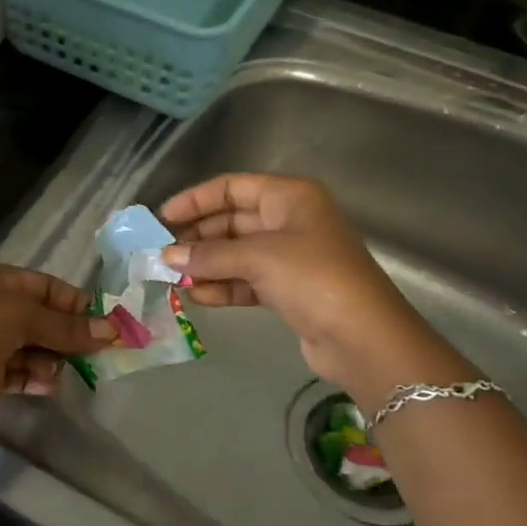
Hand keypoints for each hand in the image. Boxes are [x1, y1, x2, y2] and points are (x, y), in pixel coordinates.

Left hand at [0, 261, 114, 425]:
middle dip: (68, 335)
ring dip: (51, 359)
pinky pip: (19, 374)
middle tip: (100, 353)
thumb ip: (66, 326)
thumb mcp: (23, 315)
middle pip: (41, 319)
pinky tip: (47, 385)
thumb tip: (111, 330)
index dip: (74, 303)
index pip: (45, 286)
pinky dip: (34, 378)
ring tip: (62, 370)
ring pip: (32, 348)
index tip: (105, 322)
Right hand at [160, 173, 446, 397]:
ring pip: (236, 252)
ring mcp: (290, 257)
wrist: (364, 338)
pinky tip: (196, 296)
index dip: (195, 199)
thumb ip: (208, 255)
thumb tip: (165, 257)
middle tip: (162, 252)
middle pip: (232, 220)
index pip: (232, 187)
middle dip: (197, 236)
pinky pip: (246, 280)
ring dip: (206, 264)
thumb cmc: (313, 278)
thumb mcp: (257, 257)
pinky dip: (222, 286)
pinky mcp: (289, 290)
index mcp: (290, 197)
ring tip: (172, 278)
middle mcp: (290, 221)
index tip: (162, 218)